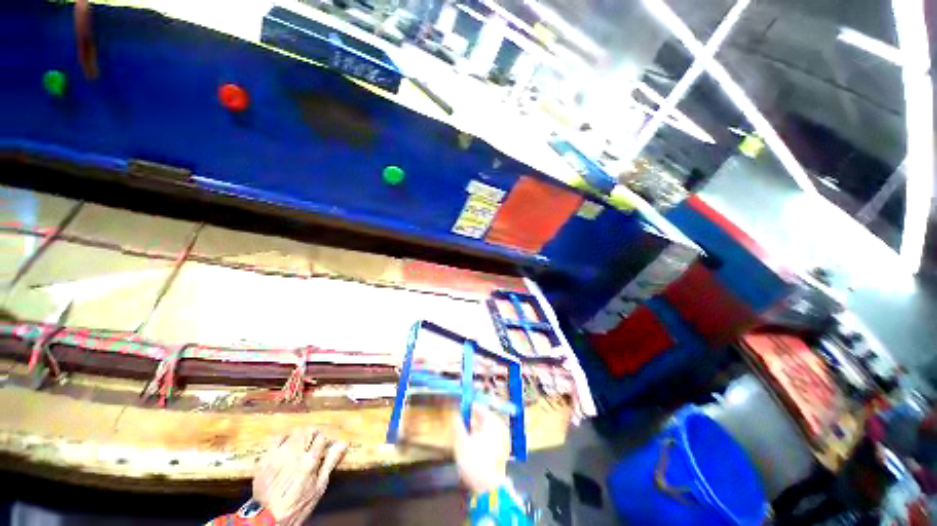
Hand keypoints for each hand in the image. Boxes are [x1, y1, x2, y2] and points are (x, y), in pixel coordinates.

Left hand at [252, 428, 346, 524]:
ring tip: (301, 444)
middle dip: (314, 434)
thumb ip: (330, 463)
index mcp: (310, 461)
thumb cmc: (299, 504)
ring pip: (294, 433)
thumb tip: (343, 443)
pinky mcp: (265, 458)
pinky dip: (284, 439)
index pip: (322, 438)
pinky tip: (286, 446)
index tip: (325, 446)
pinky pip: (277, 439)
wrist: (269, 518)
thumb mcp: (319, 487)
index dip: (325, 440)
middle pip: (308, 431)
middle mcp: (295, 454)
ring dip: (300, 435)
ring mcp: (278, 455)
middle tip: (314, 442)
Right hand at [453, 405, 510, 493]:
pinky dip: (484, 436)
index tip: (462, 407)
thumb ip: (458, 425)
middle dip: (475, 417)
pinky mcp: (503, 451)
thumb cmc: (474, 461)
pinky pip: (492, 437)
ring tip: (468, 430)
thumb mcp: (461, 442)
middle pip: (486, 417)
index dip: (470, 407)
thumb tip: (455, 414)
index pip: (480, 408)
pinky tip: (475, 442)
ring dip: (478, 426)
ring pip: (489, 427)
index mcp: (492, 422)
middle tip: (464, 418)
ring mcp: (503, 440)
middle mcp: (500, 428)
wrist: (488, 488)